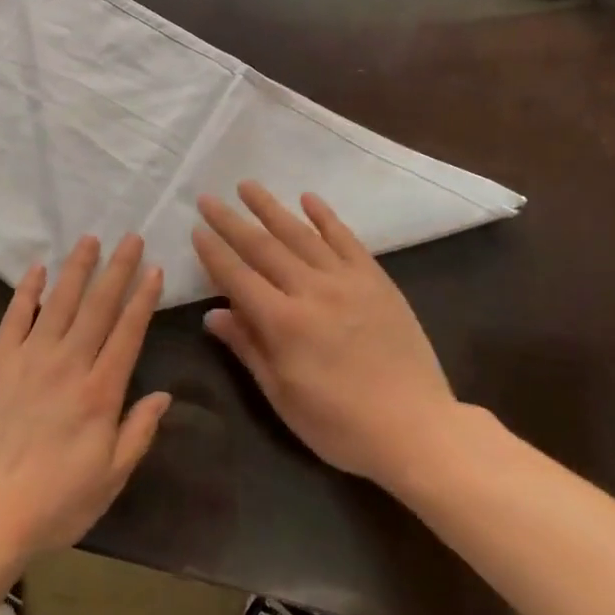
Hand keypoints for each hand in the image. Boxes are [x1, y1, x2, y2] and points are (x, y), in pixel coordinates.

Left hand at [0, 234, 170, 565]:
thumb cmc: (53, 503)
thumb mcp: (109, 480)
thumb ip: (138, 433)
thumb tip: (164, 395)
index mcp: (100, 392)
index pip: (128, 332)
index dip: (143, 298)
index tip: (154, 269)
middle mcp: (69, 363)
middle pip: (98, 306)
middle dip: (117, 269)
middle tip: (130, 237)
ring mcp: (30, 356)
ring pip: (59, 300)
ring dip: (77, 268)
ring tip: (90, 239)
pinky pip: (15, 315)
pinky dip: (27, 290)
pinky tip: (37, 269)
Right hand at [193, 182, 458, 491]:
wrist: (417, 429)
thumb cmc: (341, 425)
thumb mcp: (284, 398)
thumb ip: (248, 349)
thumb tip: (212, 314)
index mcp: (283, 323)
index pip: (237, 277)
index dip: (214, 252)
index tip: (196, 229)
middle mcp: (310, 291)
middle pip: (262, 247)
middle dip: (231, 221)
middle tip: (208, 198)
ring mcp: (346, 280)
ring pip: (300, 234)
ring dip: (270, 207)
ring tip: (247, 185)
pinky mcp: (375, 279)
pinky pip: (345, 239)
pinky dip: (325, 216)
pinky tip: (308, 198)